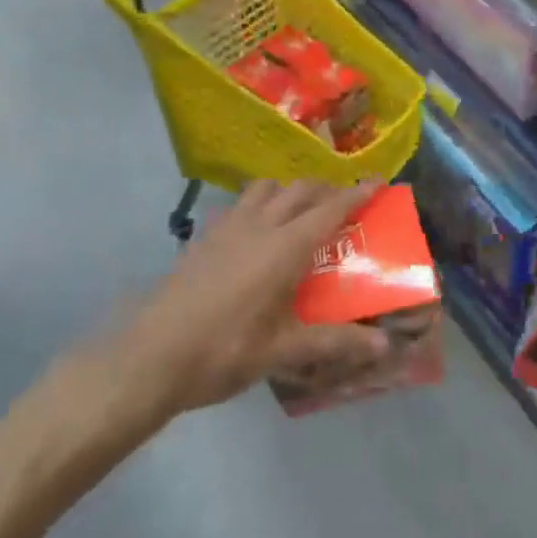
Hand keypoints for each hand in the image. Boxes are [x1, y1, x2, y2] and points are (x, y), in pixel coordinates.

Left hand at [121, 179, 390, 413]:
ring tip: (299, 210)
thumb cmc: (224, 351)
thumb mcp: (283, 350)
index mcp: (284, 248)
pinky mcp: (204, 237)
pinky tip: (255, 230)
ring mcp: (227, 227)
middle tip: (343, 203)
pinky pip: (239, 204)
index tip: (377, 181)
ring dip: (289, 190)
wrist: (152, 355)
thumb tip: (383, 344)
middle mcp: (259, 226)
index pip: (329, 210)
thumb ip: (334, 341)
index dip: (355, 194)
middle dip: (326, 189)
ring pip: (265, 188)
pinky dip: (258, 203)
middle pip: (299, 190)